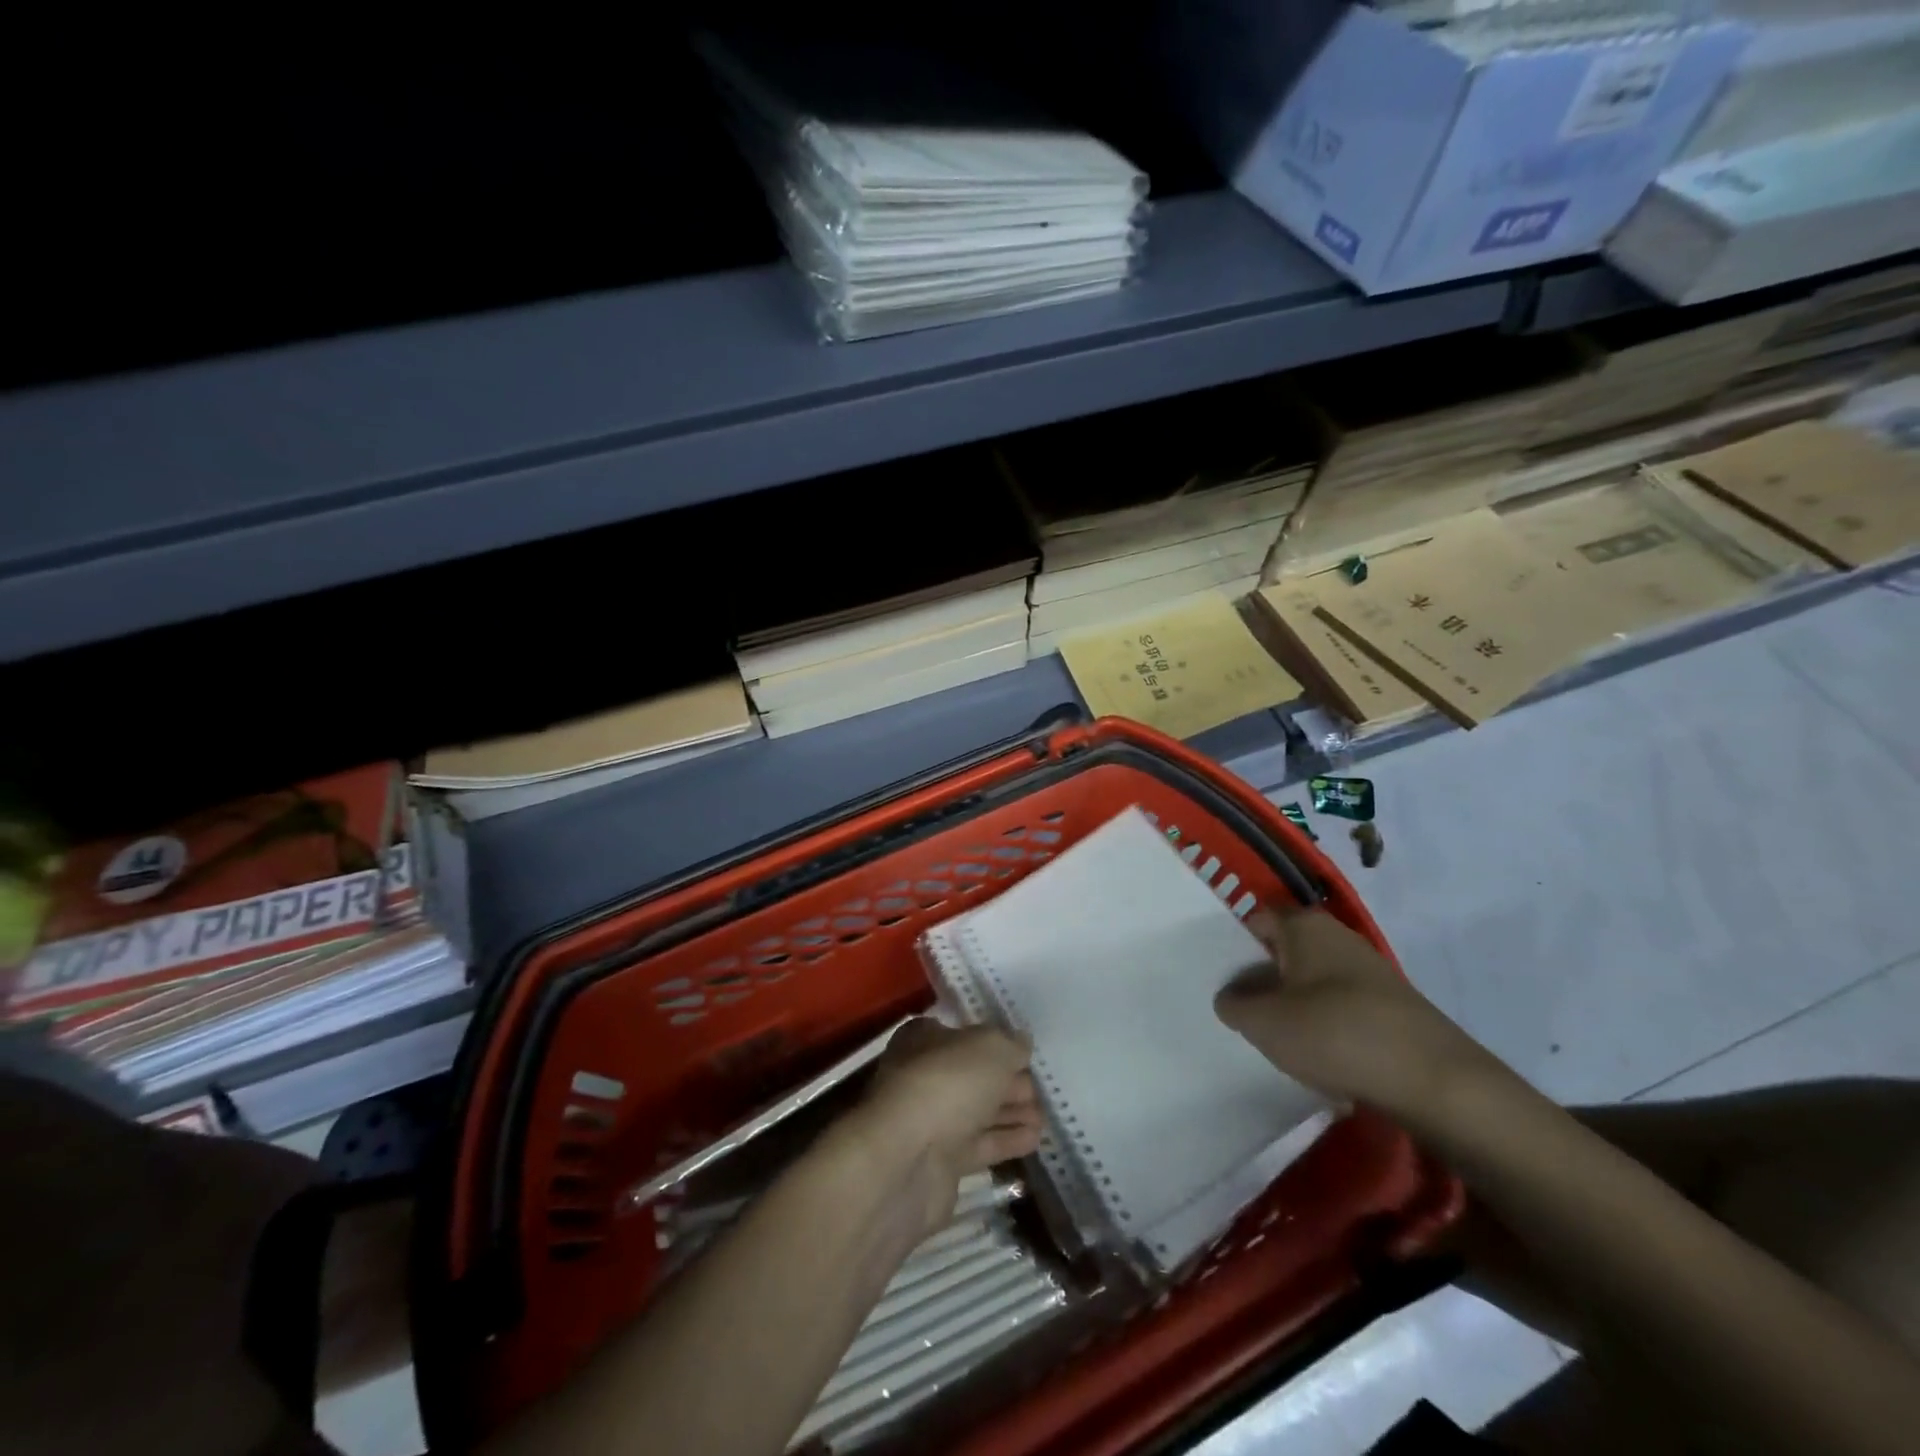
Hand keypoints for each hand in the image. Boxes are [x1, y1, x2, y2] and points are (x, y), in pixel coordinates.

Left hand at [848, 1019, 1042, 1238]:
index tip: (1025, 1053)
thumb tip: (1021, 1044)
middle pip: (974, 1075)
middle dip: (1008, 1081)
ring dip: (1011, 1112)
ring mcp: (931, 1121)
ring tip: (1046, 1116)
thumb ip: (1011, 1044)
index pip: (964, 1034)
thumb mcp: (991, 1048)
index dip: (995, 1042)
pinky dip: (1006, 1140)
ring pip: (979, 1112)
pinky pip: (980, 1146)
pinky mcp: (941, 1163)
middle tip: (1041, 1088)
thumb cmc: (947, 1084)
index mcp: (924, 1039)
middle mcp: (925, 1076)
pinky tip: (1035, 1139)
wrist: (907, 1159)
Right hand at [1214, 905, 1493, 1116]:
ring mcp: (1369, 972)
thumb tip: (1230, 998)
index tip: (1216, 977)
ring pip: (1313, 982)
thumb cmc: (1336, 1034)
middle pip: (1285, 952)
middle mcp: (1338, 937)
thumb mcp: (1264, 1023)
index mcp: (1305, 925)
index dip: (1232, 946)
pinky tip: (1320, 1057)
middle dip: (1262, 979)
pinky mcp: (1392, 1007)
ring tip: (1275, 1040)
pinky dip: (1326, 1027)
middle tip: (1239, 1012)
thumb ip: (1234, 1006)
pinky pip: (1341, 1008)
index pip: (1256, 920)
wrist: (1436, 1082)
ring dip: (1293, 1006)